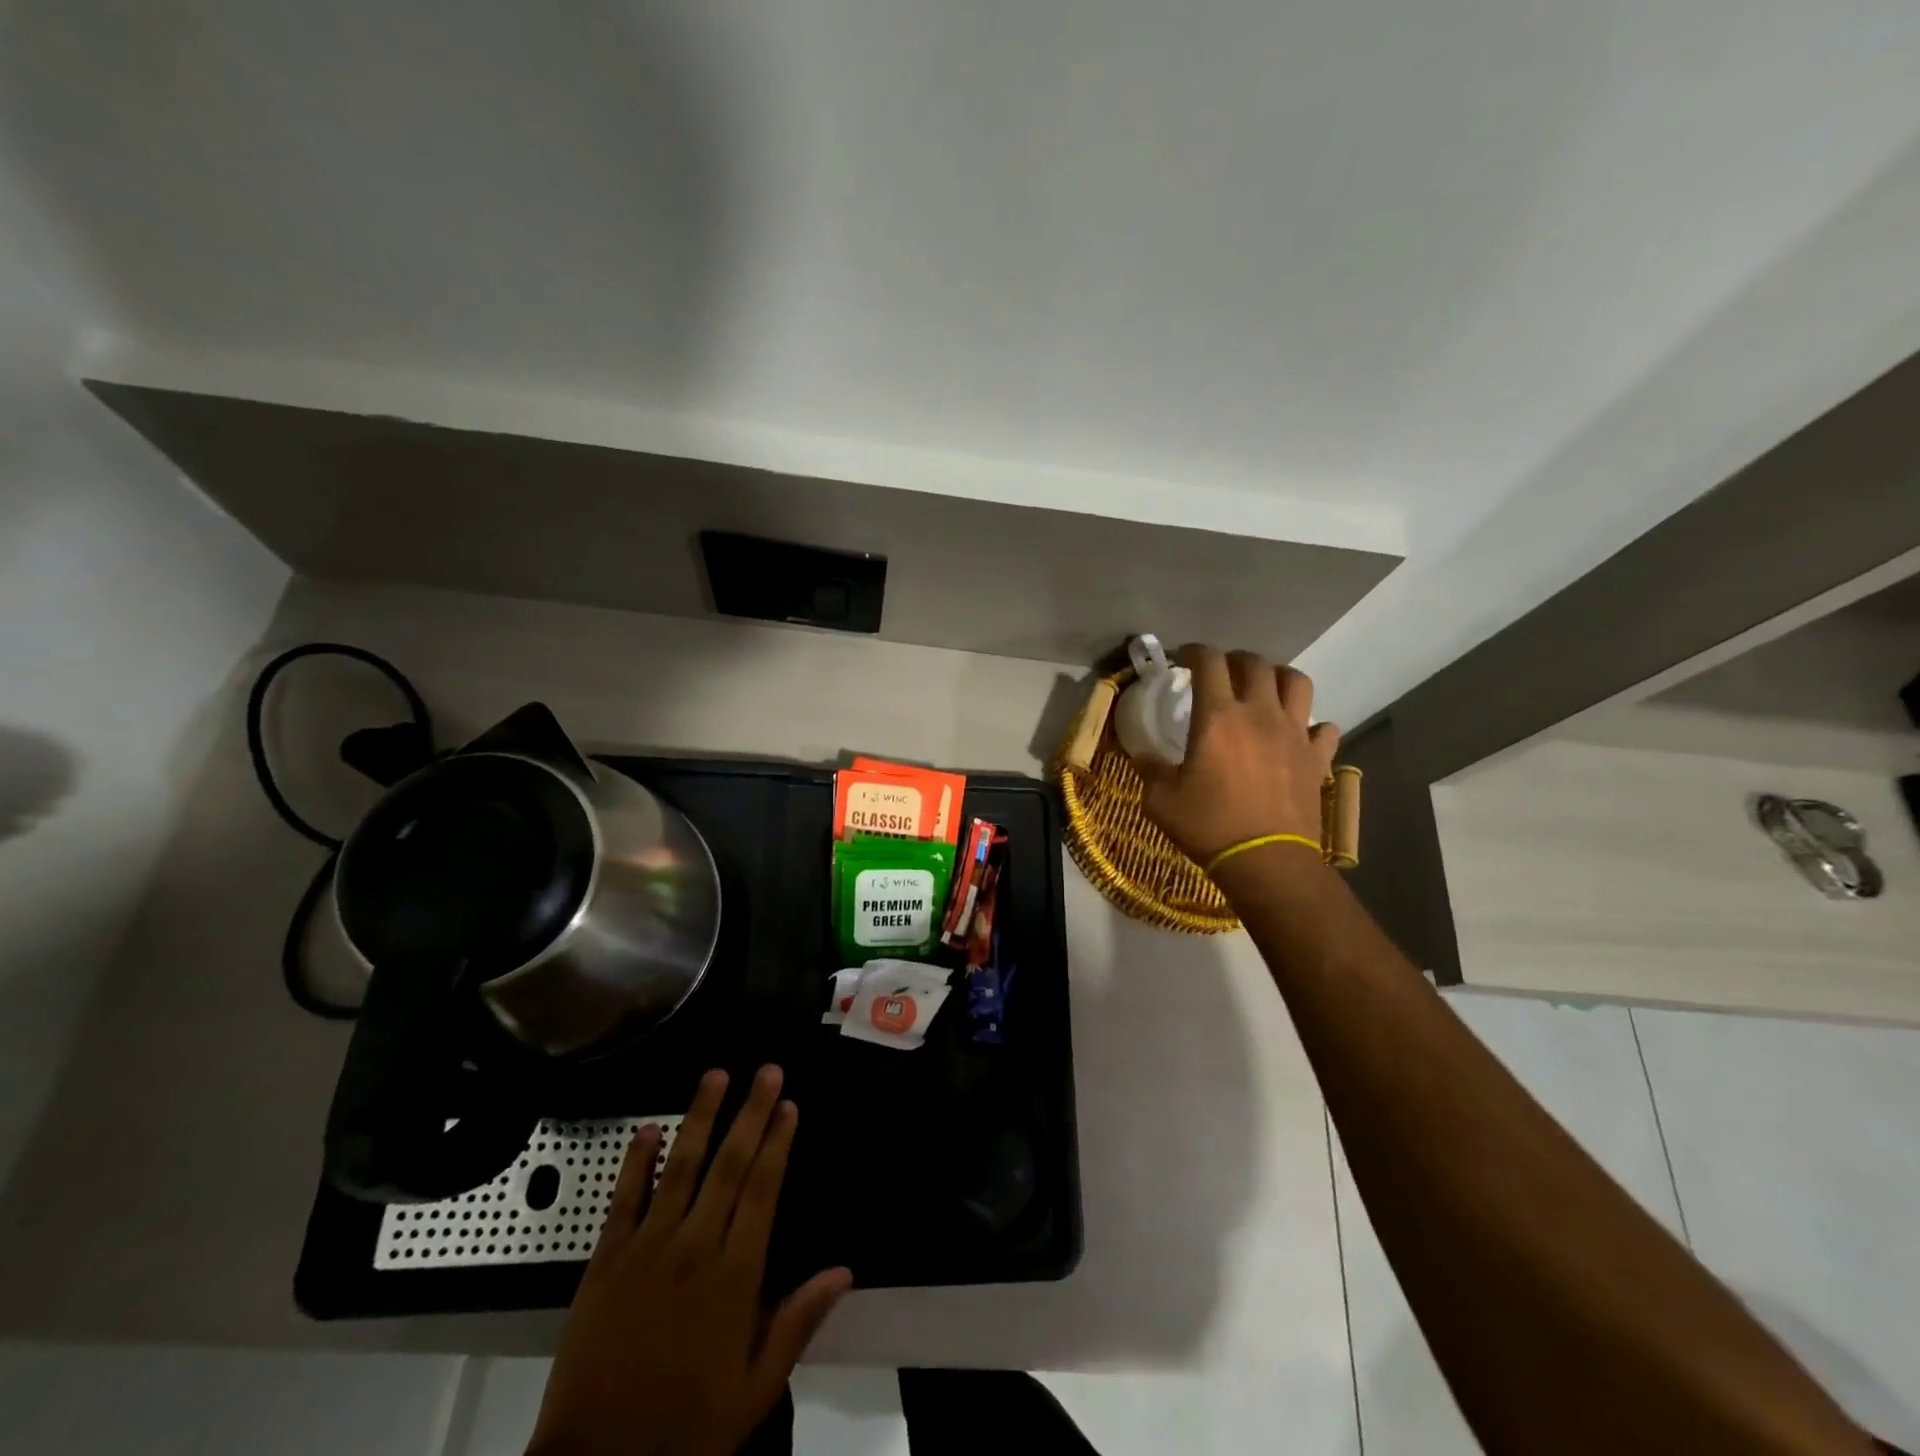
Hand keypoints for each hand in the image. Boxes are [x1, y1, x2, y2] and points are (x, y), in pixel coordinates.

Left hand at [528, 1066, 852, 1455]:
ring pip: (680, 1167)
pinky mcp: (605, 1261)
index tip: (789, 1104)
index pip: (764, 1190)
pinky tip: (647, 1129)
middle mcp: (695, 1247)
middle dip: (751, 1113)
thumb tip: (844, 1271)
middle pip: (729, 1165)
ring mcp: (647, 1248)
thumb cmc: (685, 1429)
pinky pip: (623, 1199)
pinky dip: (636, 1162)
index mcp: (735, 1275)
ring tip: (716, 1075)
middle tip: (767, 1070)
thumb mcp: (755, 1390)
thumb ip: (798, 1322)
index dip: (778, 1142)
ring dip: (700, 1118)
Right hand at [1139, 645, 1339, 866]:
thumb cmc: (1207, 825)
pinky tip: (1299, 734)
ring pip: (1297, 682)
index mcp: (1217, 716)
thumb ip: (1150, 769)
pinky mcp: (1317, 758)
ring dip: (1279, 677)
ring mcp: (1294, 733)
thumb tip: (1141, 755)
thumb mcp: (1160, 799)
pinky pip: (1323, 728)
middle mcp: (1259, 713)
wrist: (1265, 861)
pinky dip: (1312, 725)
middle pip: (1255, 664)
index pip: (1208, 662)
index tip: (1184, 656)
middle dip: (1236, 659)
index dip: (1195, 651)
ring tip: (1266, 688)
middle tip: (1223, 671)